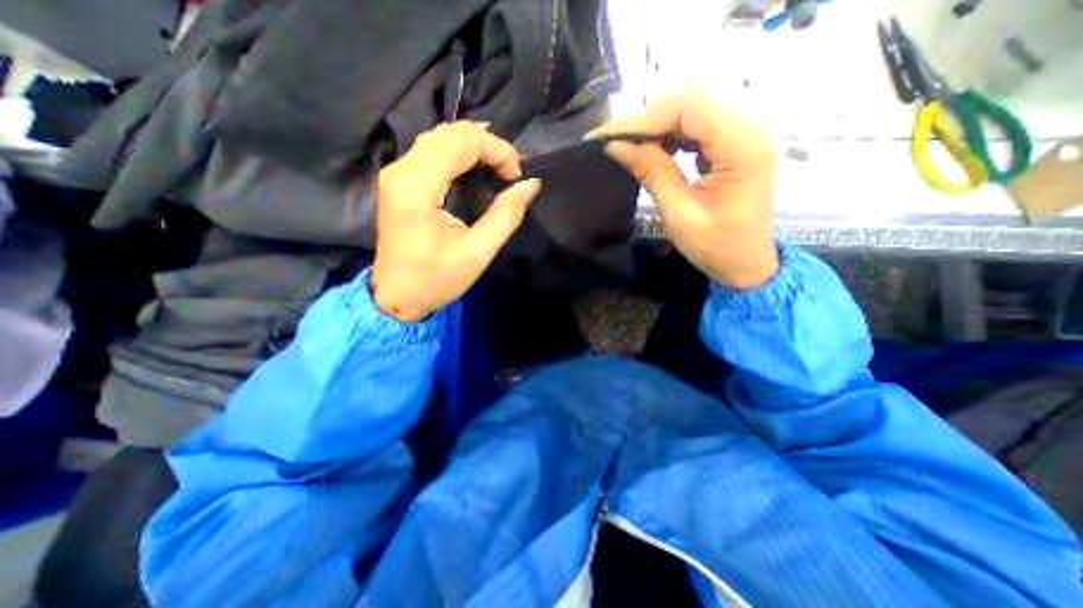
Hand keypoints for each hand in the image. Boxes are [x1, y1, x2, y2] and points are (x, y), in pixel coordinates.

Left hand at [372, 122, 541, 322]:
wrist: (396, 295)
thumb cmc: (436, 280)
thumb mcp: (477, 253)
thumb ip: (505, 216)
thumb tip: (530, 185)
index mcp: (417, 189)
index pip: (461, 142)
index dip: (497, 149)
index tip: (517, 175)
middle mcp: (401, 171)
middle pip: (449, 133)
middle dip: (488, 144)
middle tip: (512, 170)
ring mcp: (396, 173)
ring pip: (439, 136)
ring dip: (475, 144)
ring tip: (500, 165)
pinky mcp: (398, 180)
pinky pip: (431, 149)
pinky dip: (459, 150)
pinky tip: (476, 163)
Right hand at [591, 88, 777, 291]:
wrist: (746, 264)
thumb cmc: (716, 247)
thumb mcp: (679, 214)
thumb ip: (652, 173)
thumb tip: (616, 146)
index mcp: (741, 147)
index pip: (688, 109)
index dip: (643, 119)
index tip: (607, 137)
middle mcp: (749, 129)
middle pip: (690, 105)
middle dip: (647, 121)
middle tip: (614, 143)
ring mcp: (743, 134)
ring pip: (691, 113)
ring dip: (656, 129)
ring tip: (629, 148)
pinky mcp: (734, 144)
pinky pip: (697, 128)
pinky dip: (670, 137)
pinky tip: (654, 152)